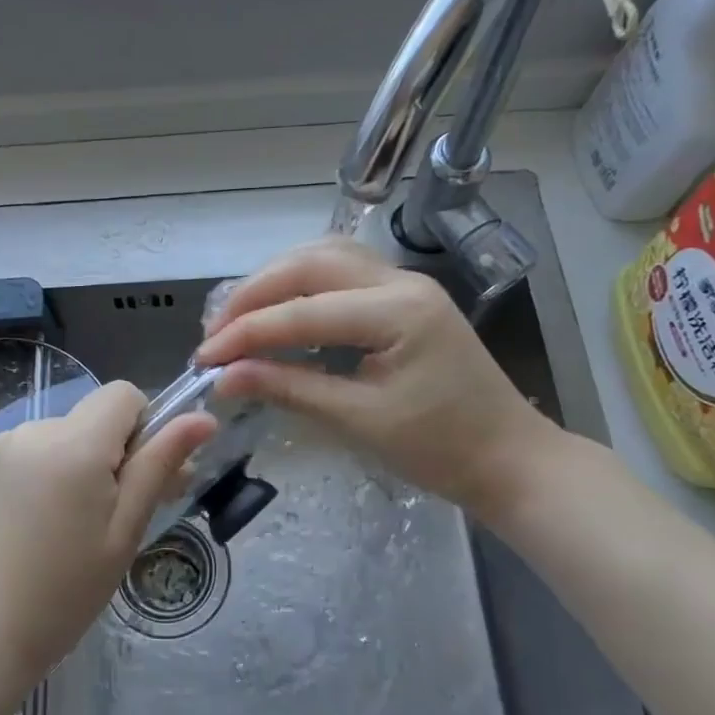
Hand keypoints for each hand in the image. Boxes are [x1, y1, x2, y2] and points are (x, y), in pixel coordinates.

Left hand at [0, 382, 214, 701]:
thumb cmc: (62, 593)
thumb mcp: (124, 531)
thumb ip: (159, 466)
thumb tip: (202, 418)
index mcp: (74, 443)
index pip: (124, 395)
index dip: (144, 428)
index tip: (140, 480)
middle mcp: (34, 430)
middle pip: (94, 416)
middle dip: (113, 453)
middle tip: (113, 517)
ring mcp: (2, 447)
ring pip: (65, 435)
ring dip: (80, 464)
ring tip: (70, 529)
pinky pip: (34, 451)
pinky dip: (50, 474)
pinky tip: (38, 527)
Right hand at [194, 237, 563, 517]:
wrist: (510, 458)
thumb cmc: (441, 449)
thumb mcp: (359, 421)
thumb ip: (289, 389)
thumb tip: (225, 378)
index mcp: (398, 311)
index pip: (303, 311)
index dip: (246, 333)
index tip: (204, 359)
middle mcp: (401, 281)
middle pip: (310, 262)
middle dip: (254, 293)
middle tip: (216, 332)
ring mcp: (405, 283)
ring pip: (324, 256)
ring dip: (275, 280)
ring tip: (238, 316)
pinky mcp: (403, 296)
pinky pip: (341, 272)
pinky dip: (301, 284)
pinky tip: (280, 307)